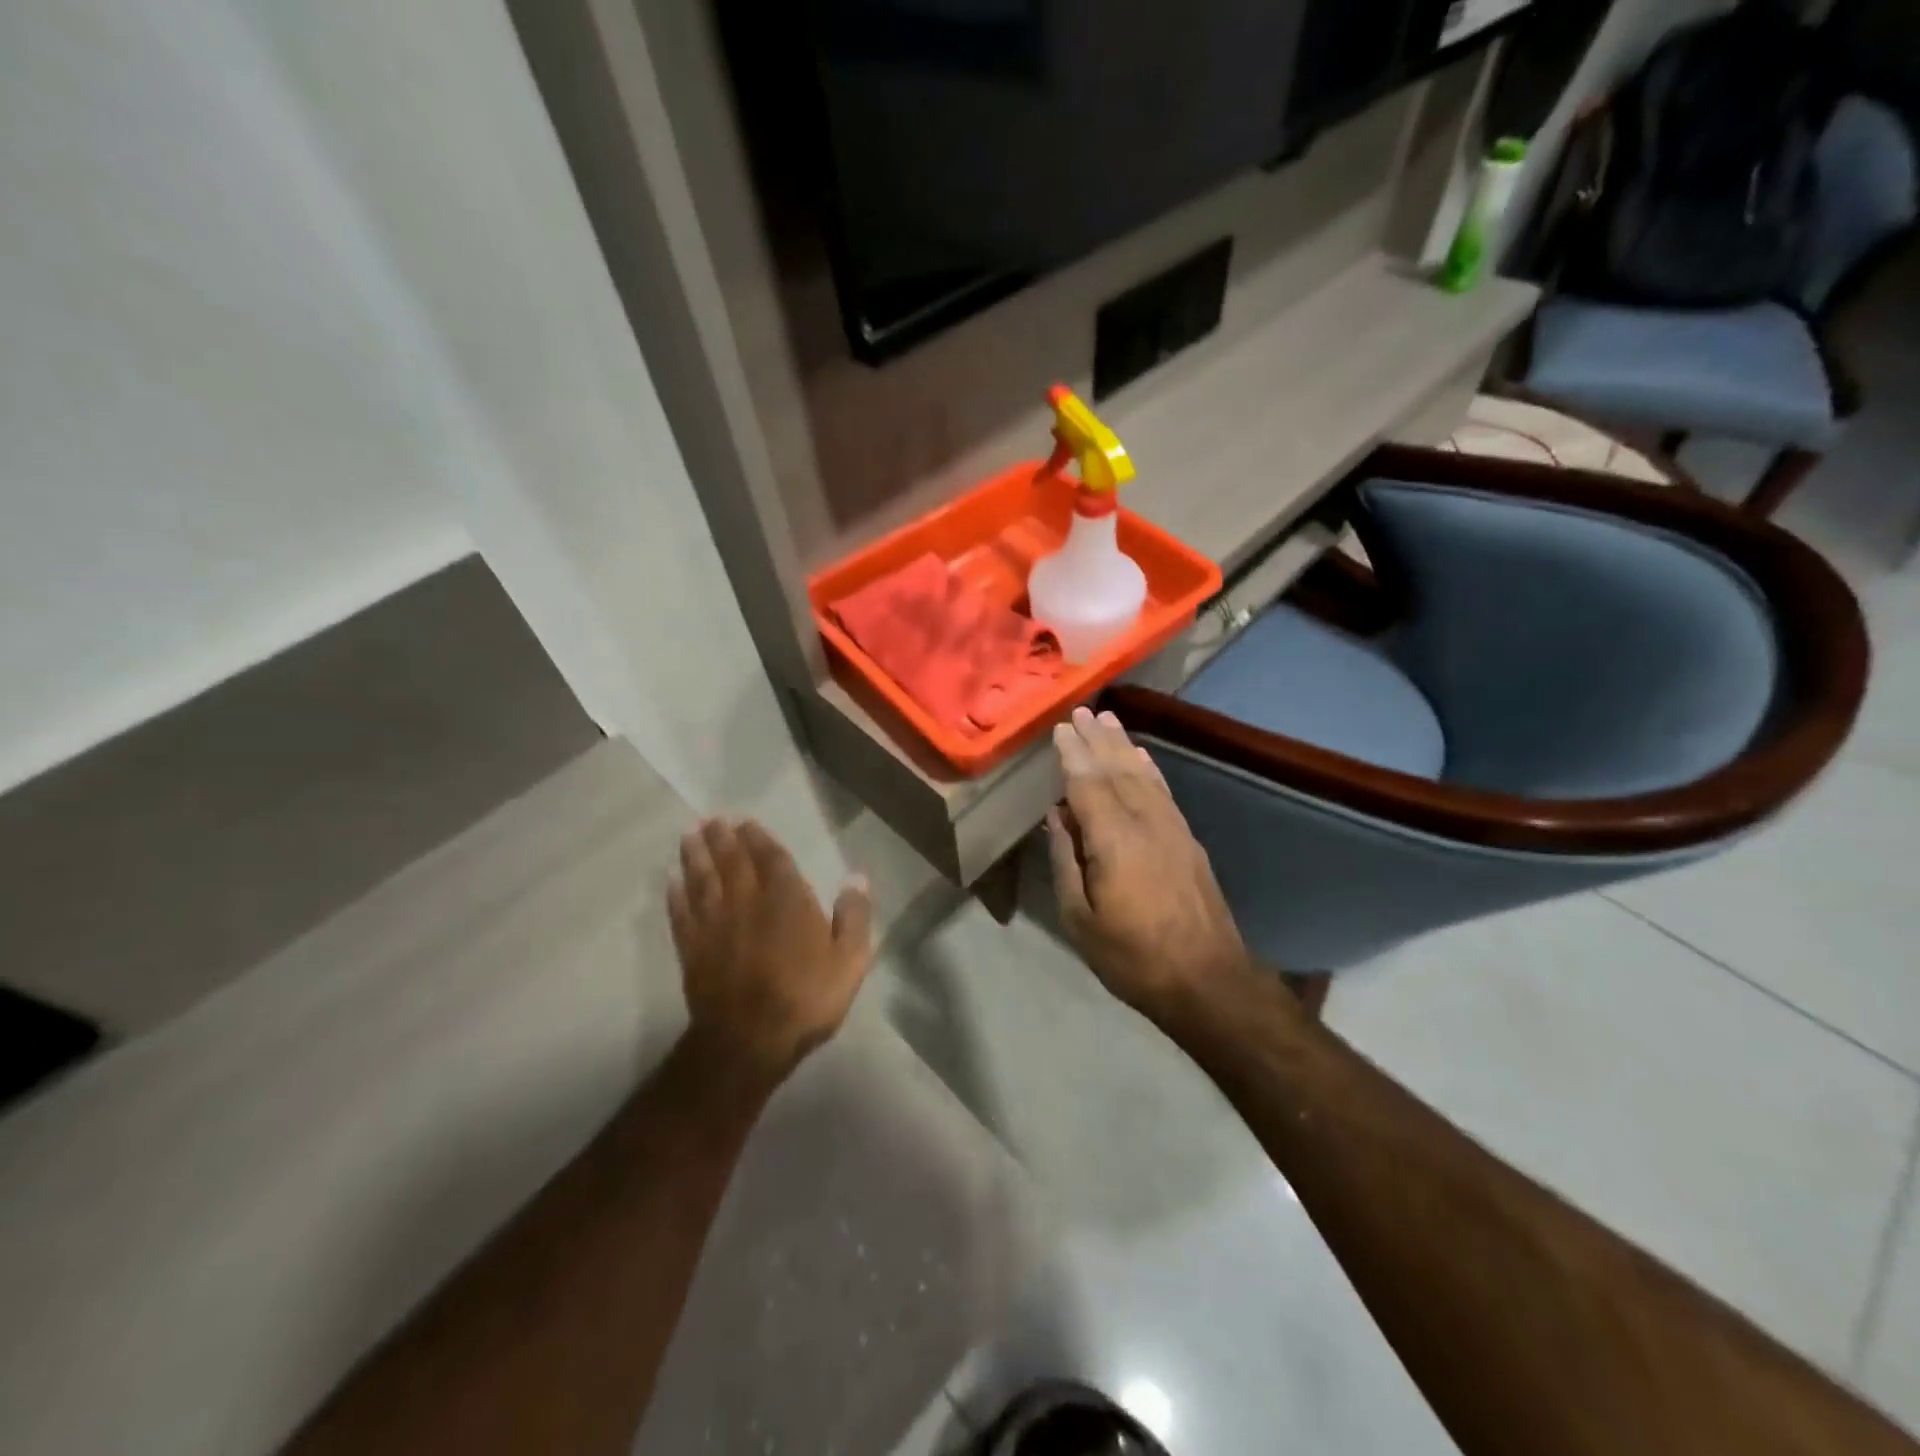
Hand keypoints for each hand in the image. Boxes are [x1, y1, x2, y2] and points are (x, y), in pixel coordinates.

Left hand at [667, 818, 873, 1087]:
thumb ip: (854, 916)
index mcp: (786, 901)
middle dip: (723, 839)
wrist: (750, 1041)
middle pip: (732, 862)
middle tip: (712, 820)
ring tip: (689, 836)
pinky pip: (681, 914)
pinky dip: (676, 896)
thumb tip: (857, 877)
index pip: (771, 859)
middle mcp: (747, 903)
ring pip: (703, 881)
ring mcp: (715, 926)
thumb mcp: (849, 961)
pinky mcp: (692, 950)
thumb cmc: (806, 998)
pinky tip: (672, 882)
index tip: (746, 822)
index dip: (759, 838)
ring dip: (696, 857)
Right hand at [1047, 707, 1253, 1025]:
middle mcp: (1146, 822)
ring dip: (1123, 745)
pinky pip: (1164, 792)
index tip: (1061, 727)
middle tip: (1081, 711)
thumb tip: (1057, 816)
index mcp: (1114, 840)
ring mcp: (1172, 829)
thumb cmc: (1133, 957)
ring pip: (1143, 775)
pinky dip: (1150, 769)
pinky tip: (1142, 757)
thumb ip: (1066, 861)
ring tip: (1108, 720)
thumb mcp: (1080, 919)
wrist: (1208, 981)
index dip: (1073, 754)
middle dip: (1097, 739)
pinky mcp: (1188, 840)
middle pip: (1117, 770)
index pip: (1088, 784)